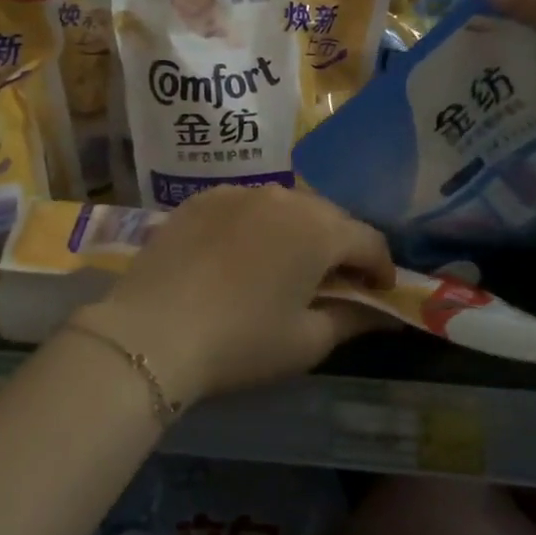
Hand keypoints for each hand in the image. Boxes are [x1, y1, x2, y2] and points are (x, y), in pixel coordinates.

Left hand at [72, 186, 394, 408]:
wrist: (152, 332)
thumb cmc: (241, 341)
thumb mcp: (306, 341)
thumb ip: (352, 319)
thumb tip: (383, 314)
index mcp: (318, 230)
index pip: (369, 240)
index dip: (381, 268)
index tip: (378, 294)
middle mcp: (283, 197)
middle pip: (328, 216)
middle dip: (341, 246)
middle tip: (335, 281)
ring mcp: (237, 193)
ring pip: (285, 205)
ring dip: (298, 231)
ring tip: (287, 264)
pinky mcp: (200, 199)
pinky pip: (244, 205)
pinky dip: (256, 225)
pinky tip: (242, 254)